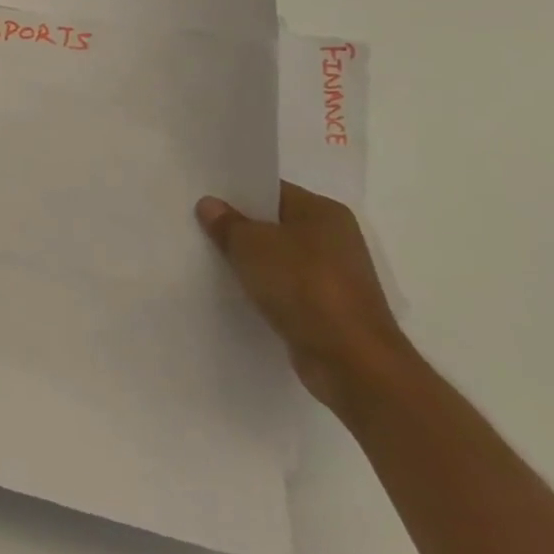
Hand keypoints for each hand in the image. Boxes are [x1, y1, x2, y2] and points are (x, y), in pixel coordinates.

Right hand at [197, 181, 413, 417]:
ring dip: (253, 263)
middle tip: (201, 227)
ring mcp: (336, 277)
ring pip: (281, 259)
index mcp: (324, 212)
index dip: (237, 193)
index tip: (205, 199)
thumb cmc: (303, 286)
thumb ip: (227, 223)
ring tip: (213, 260)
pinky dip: (267, 291)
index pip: (272, 191)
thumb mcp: (251, 245)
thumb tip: (209, 205)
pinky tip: (239, 293)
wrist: (352, 362)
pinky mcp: (331, 311)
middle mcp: (336, 239)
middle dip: (242, 228)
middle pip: (276, 225)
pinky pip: (288, 290)